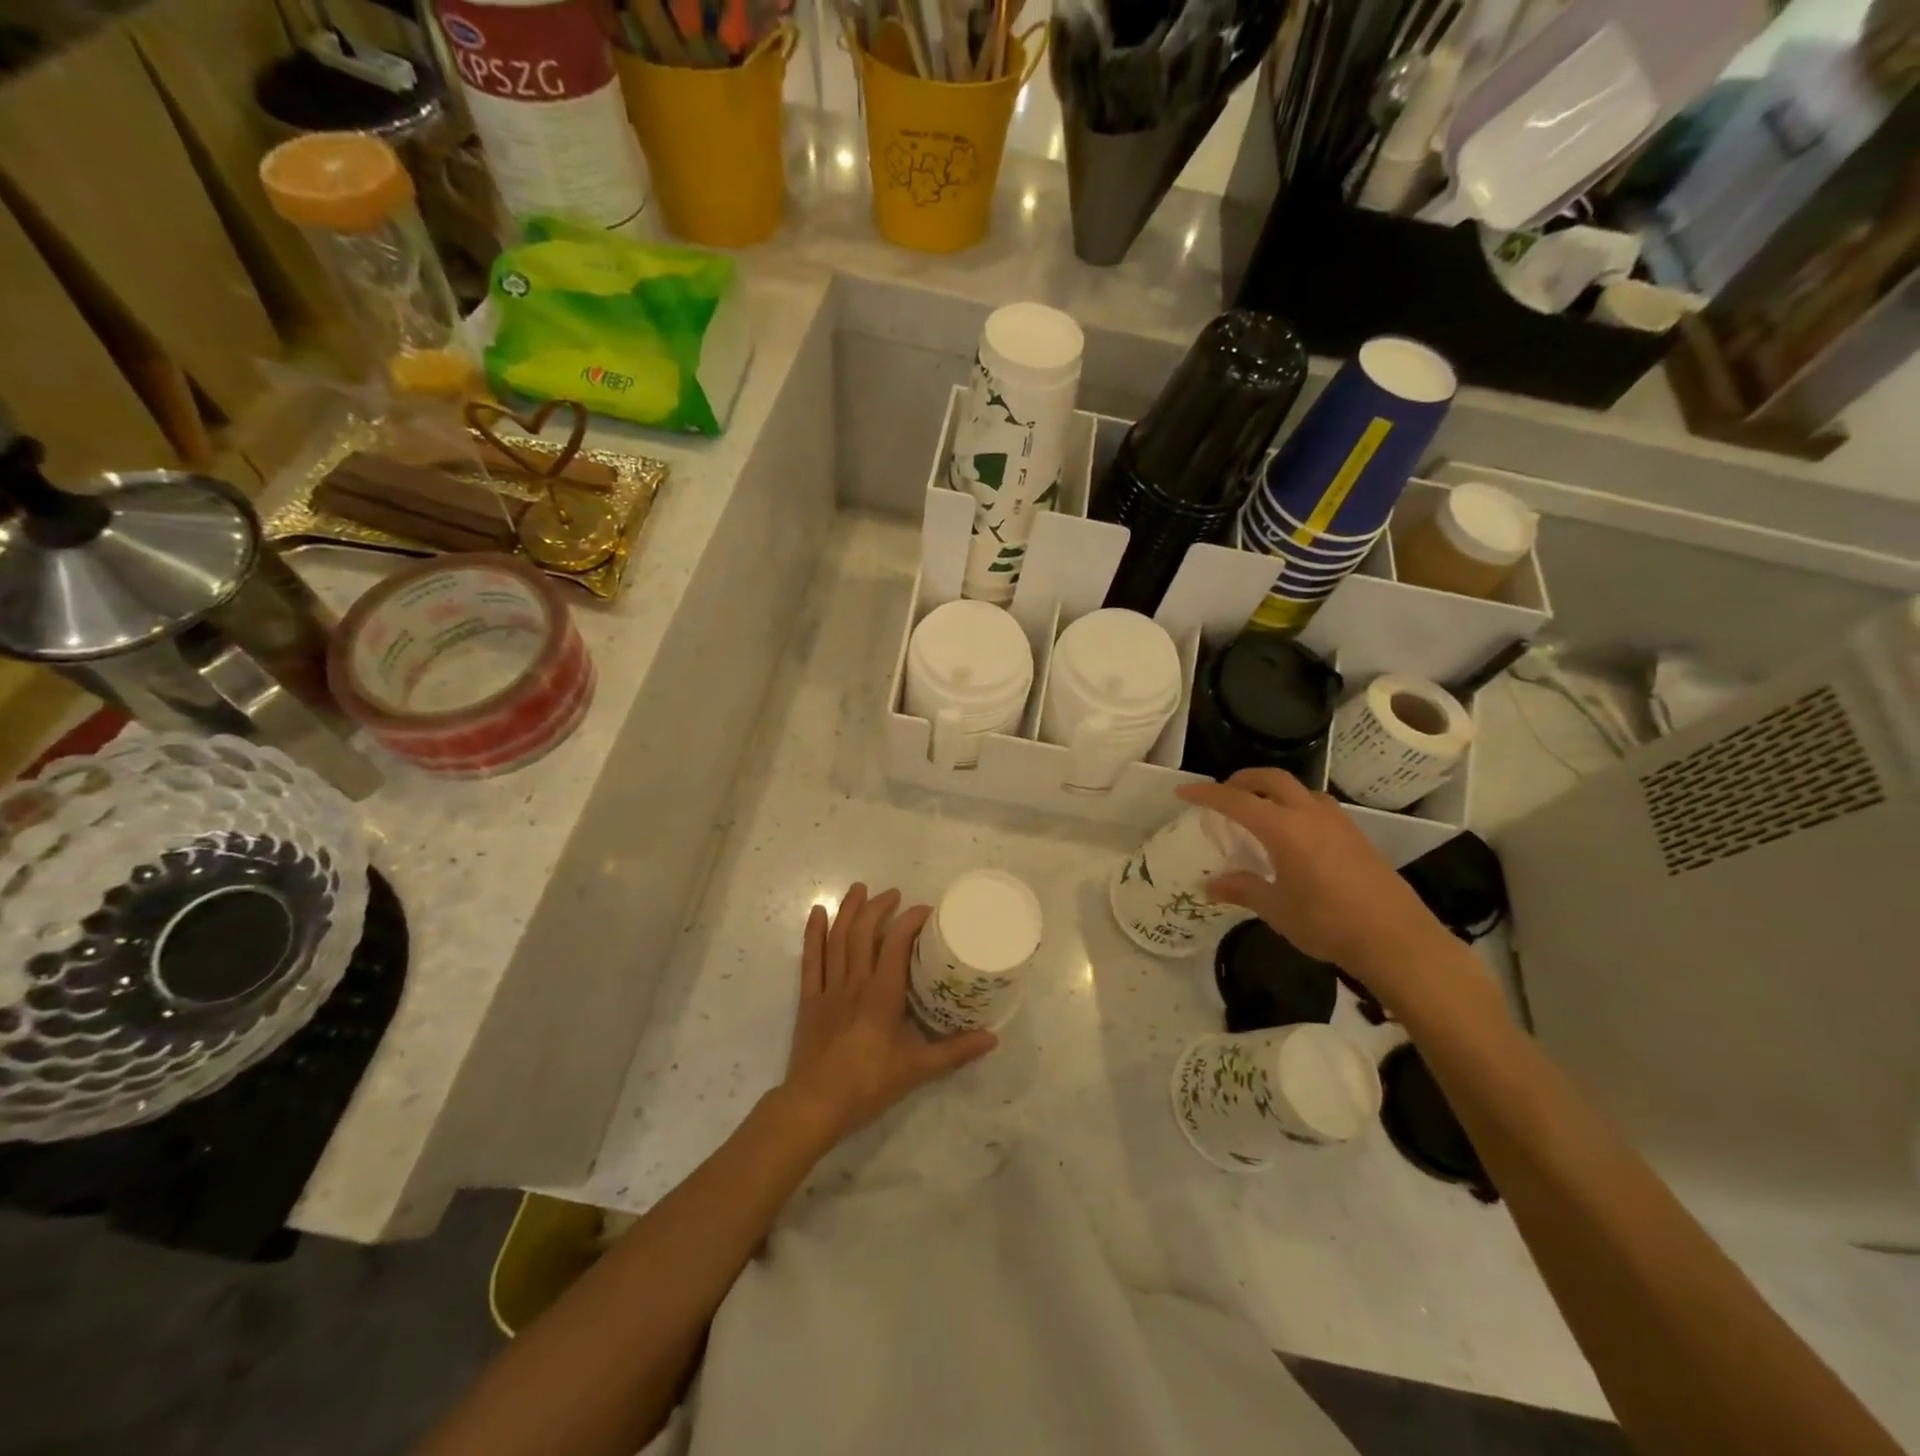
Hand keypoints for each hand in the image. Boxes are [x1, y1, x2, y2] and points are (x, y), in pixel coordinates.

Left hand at [779, 883, 997, 1150]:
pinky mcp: (810, 999)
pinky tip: (816, 913)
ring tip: (859, 888)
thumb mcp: (918, 1070)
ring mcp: (829, 989)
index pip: (897, 944)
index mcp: (882, 994)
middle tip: (893, 894)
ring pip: (837, 939)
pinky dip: (813, 933)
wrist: (815, 1105)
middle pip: (864, 933)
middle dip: (878, 907)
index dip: (911, 921)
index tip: (927, 911)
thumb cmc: (868, 1085)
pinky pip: (810, 959)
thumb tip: (992, 1038)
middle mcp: (855, 982)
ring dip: (848, 910)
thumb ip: (955, 1051)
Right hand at [1177, 769, 1447, 990]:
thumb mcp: (1276, 909)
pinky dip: (1295, 807)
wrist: (1396, 939)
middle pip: (1271, 778)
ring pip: (1299, 789)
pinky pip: (1317, 806)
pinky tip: (1294, 835)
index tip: (1184, 791)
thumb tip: (1211, 886)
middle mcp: (1310, 814)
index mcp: (1284, 828)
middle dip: (1243, 779)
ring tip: (1259, 812)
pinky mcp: (1356, 836)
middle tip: (1225, 794)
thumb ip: (1242, 889)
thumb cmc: (1327, 922)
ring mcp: (1338, 822)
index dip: (1206, 793)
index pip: (1236, 800)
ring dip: (1273, 791)